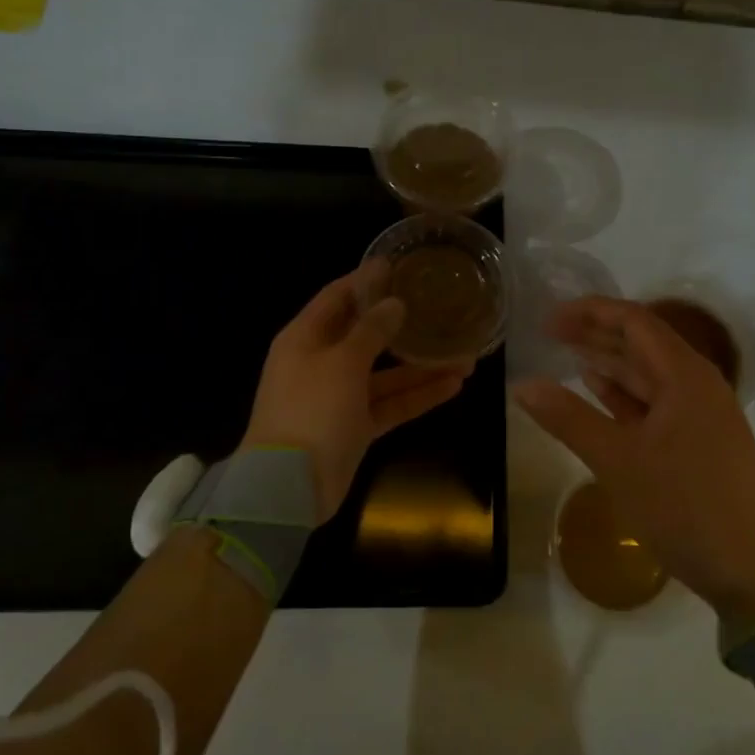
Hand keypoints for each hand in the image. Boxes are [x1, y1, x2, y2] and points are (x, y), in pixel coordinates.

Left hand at [242, 265, 472, 521]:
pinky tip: (453, 386)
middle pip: (366, 335)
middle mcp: (322, 362)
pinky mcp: (356, 426)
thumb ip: (371, 331)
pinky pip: (391, 404)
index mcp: (305, 338)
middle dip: (404, 325)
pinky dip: (418, 396)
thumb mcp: (342, 362)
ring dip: (422, 366)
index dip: (366, 280)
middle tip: (440, 309)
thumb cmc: (310, 410)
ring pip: (386, 374)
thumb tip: (395, 303)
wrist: (287, 488)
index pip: (337, 297)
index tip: (399, 265)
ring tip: (466, 355)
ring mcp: (339, 397)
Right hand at [515, 297, 754, 626]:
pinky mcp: (700, 440)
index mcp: (686, 375)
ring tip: (567, 356)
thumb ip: (568, 418)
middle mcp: (698, 384)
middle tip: (550, 334)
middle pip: (642, 343)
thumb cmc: (683, 507)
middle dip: (596, 334)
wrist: (748, 573)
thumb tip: (522, 385)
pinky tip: (598, 391)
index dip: (590, 313)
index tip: (549, 319)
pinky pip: (657, 403)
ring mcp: (702, 413)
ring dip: (609, 363)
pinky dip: (625, 395)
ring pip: (649, 374)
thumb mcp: (617, 461)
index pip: (635, 321)